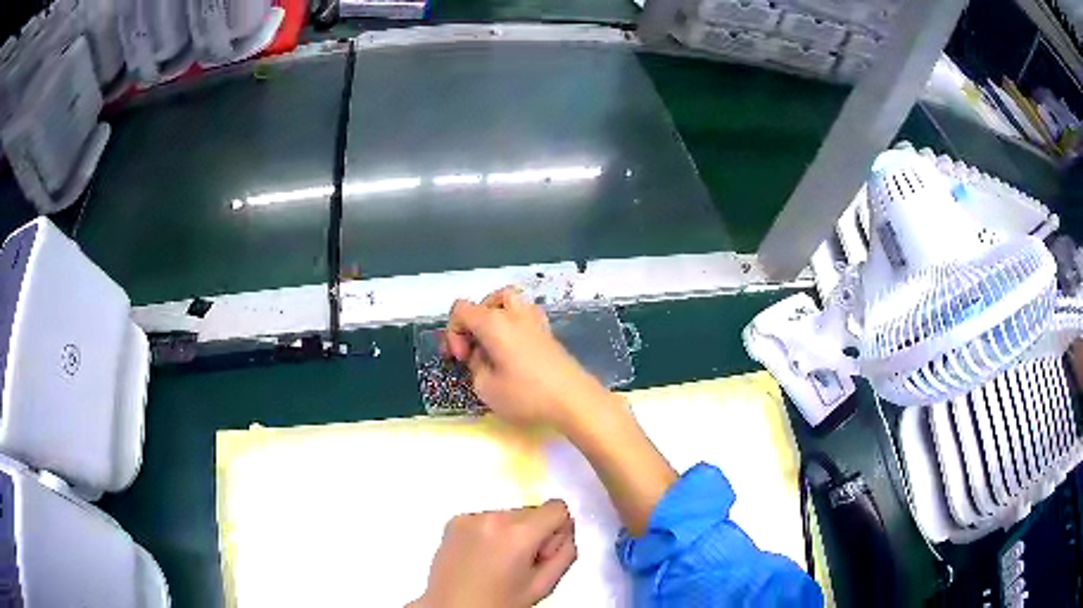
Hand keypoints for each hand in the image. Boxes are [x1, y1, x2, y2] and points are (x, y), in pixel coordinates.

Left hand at [412, 499, 577, 607]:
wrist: (453, 607)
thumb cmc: (500, 602)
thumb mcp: (544, 585)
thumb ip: (566, 552)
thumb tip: (565, 530)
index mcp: (519, 534)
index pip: (558, 507)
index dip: (557, 532)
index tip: (543, 554)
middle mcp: (494, 517)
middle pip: (533, 511)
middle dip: (533, 533)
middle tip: (520, 564)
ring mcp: (470, 517)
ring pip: (509, 515)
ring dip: (511, 533)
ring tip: (498, 562)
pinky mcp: (454, 520)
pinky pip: (486, 518)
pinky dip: (490, 533)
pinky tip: (481, 556)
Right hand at [442, 287, 614, 429]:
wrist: (574, 400)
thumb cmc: (526, 395)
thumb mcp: (486, 388)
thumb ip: (475, 367)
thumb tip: (482, 355)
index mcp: (493, 322)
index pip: (460, 309)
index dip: (453, 332)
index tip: (462, 358)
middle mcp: (513, 314)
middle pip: (485, 302)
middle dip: (473, 324)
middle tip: (474, 351)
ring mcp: (534, 321)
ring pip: (508, 302)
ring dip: (494, 319)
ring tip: (493, 345)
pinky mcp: (548, 333)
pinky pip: (524, 316)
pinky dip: (512, 326)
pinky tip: (513, 351)